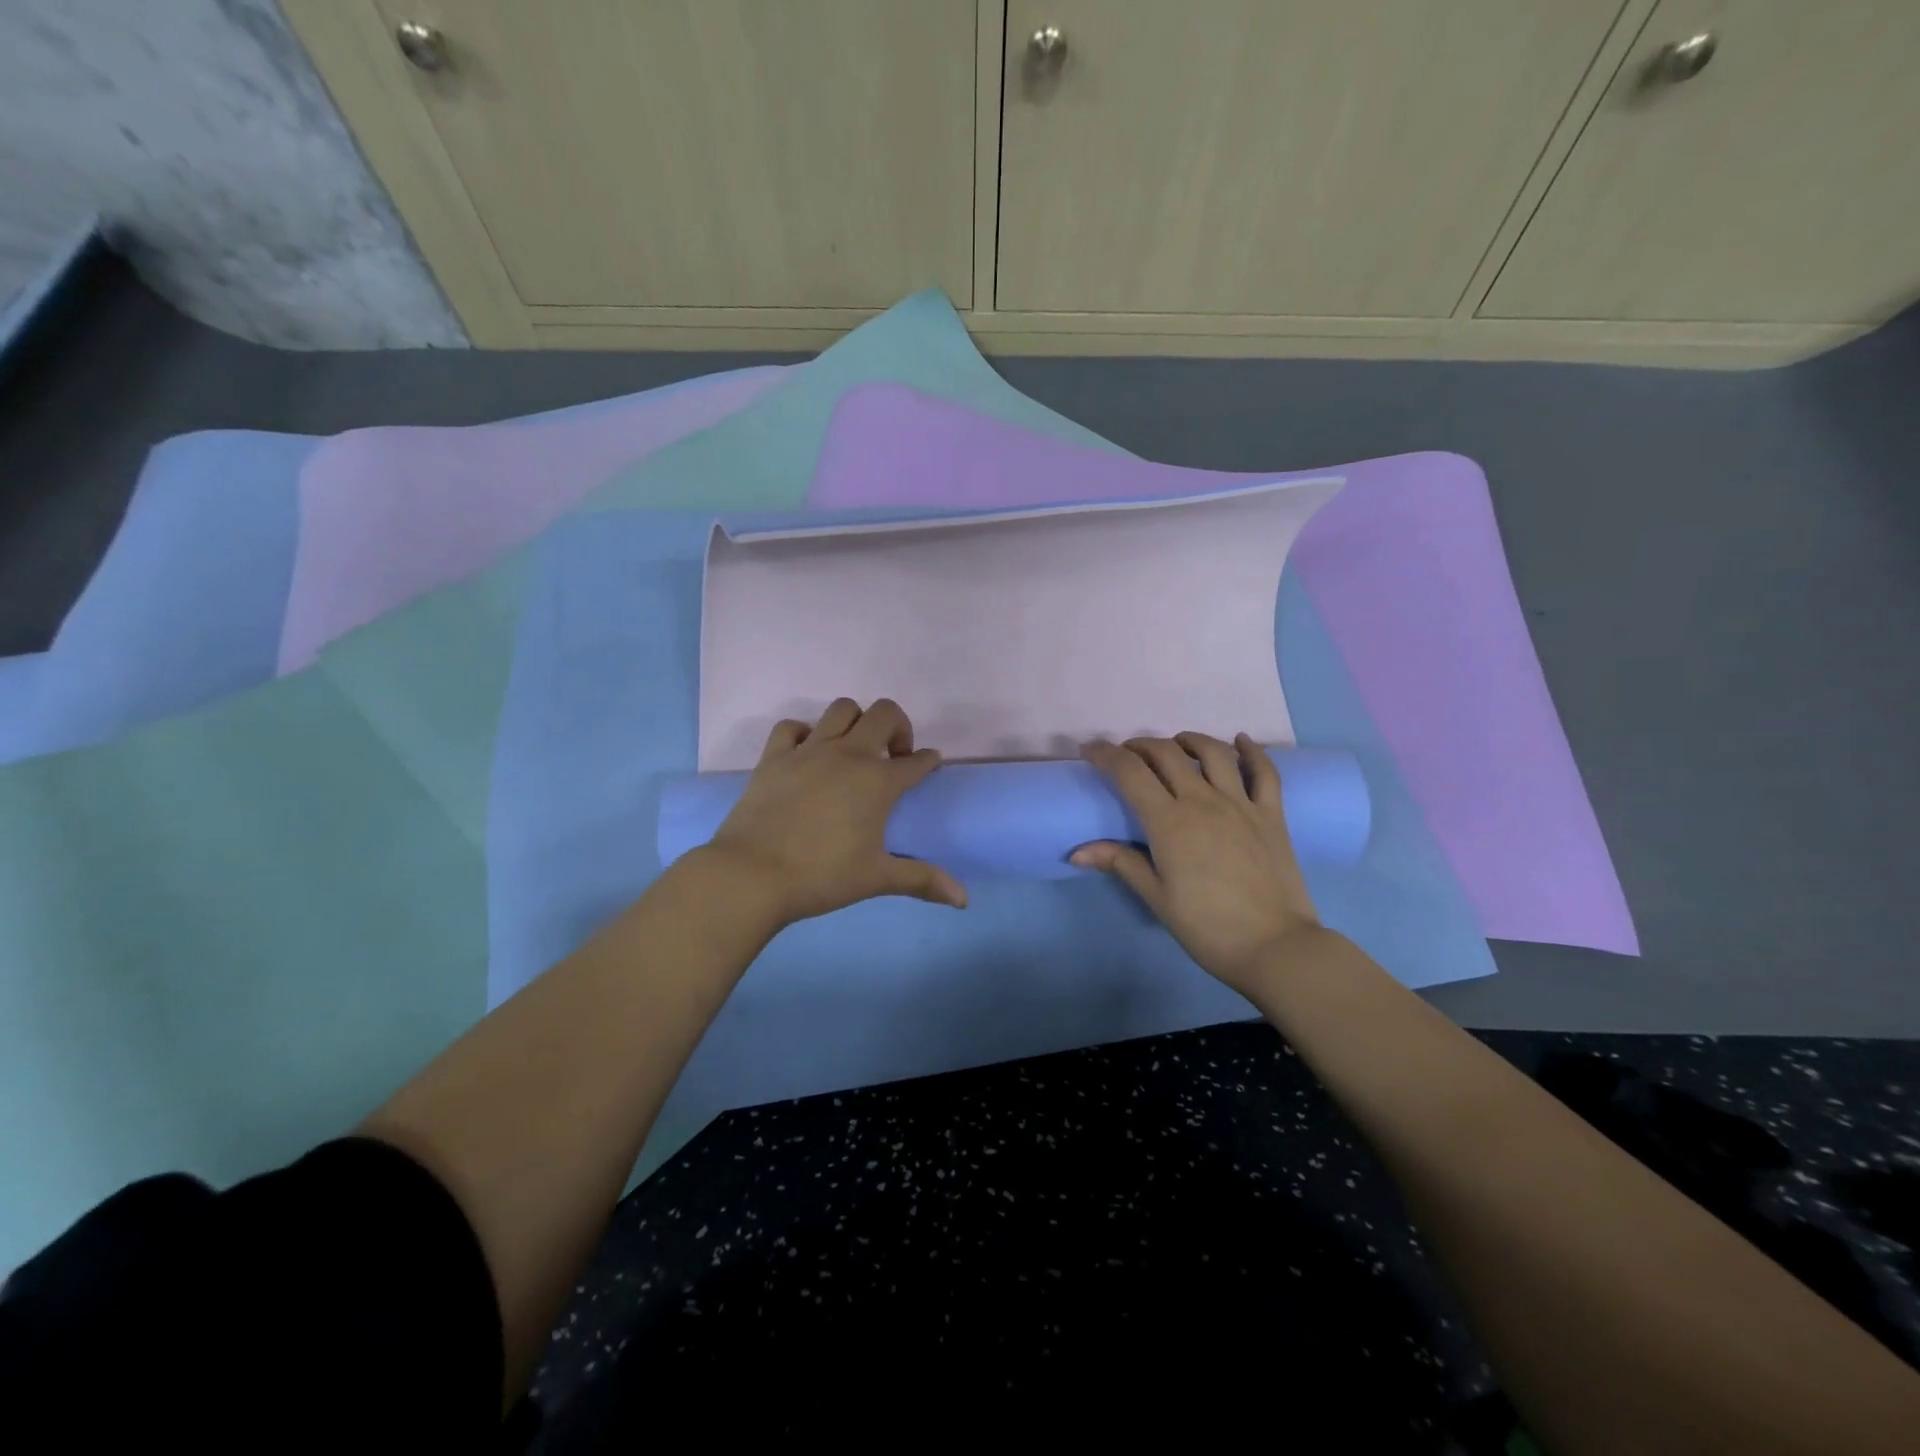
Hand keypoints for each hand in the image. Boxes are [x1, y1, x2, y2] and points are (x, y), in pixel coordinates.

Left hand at [703, 698, 966, 925]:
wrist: (752, 874)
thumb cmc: (821, 876)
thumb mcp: (876, 878)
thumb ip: (922, 880)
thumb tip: (963, 900)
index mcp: (878, 781)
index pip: (917, 761)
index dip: (928, 761)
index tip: (929, 764)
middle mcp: (849, 755)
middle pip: (883, 713)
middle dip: (898, 726)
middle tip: (893, 756)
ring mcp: (809, 750)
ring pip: (841, 709)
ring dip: (856, 721)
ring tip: (853, 749)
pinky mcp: (775, 756)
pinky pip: (792, 726)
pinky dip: (804, 733)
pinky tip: (806, 753)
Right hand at [1073, 733, 1322, 993]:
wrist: (1275, 947)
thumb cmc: (1207, 927)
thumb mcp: (1157, 898)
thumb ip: (1120, 864)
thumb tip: (1077, 852)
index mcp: (1169, 823)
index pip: (1130, 773)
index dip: (1105, 755)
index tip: (1090, 751)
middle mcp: (1203, 801)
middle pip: (1167, 754)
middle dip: (1140, 746)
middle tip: (1127, 754)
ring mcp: (1241, 804)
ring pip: (1213, 753)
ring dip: (1189, 740)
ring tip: (1177, 744)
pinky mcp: (1272, 815)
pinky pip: (1264, 772)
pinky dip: (1253, 751)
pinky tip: (1242, 740)